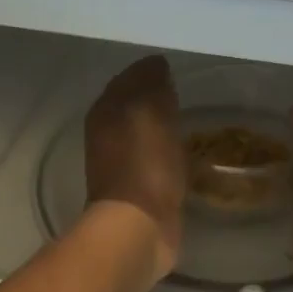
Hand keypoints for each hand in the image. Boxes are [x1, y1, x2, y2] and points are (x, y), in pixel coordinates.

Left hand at [83, 56, 184, 278]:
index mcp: (106, 111)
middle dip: (153, 95)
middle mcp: (107, 133)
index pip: (128, 78)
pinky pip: (153, 156)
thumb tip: (156, 64)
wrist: (137, 227)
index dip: (149, 70)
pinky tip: (182, 150)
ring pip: (142, 131)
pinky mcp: (137, 188)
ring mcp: (120, 163)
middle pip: (132, 105)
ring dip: (159, 123)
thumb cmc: (144, 165)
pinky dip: (165, 149)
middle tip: (183, 90)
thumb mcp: (152, 113)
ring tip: (186, 117)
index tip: (175, 67)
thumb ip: (153, 85)